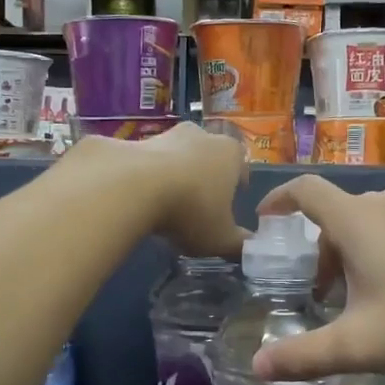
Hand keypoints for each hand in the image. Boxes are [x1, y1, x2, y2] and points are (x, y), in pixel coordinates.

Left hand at [68, 122, 246, 259]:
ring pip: (176, 157)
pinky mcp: (134, 141)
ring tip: (165, 205)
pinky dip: (146, 177)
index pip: (241, 166)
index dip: (236, 185)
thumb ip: (239, 245)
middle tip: (197, 206)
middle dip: (204, 178)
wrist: (132, 186)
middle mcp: (201, 135)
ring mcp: (166, 135)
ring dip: (174, 175)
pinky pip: (147, 162)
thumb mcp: (220, 238)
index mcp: (230, 153)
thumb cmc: (190, 209)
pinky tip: (140, 199)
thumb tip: (251, 249)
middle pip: (208, 157)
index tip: (228, 204)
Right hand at [249, 175, 384, 384]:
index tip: (266, 219)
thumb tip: (257, 366)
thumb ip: (305, 355)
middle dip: (323, 249)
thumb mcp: (361, 346)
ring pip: (374, 217)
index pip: (306, 190)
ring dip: (358, 246)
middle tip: (326, 294)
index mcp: (357, 221)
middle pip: (339, 213)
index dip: (280, 199)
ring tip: (367, 288)